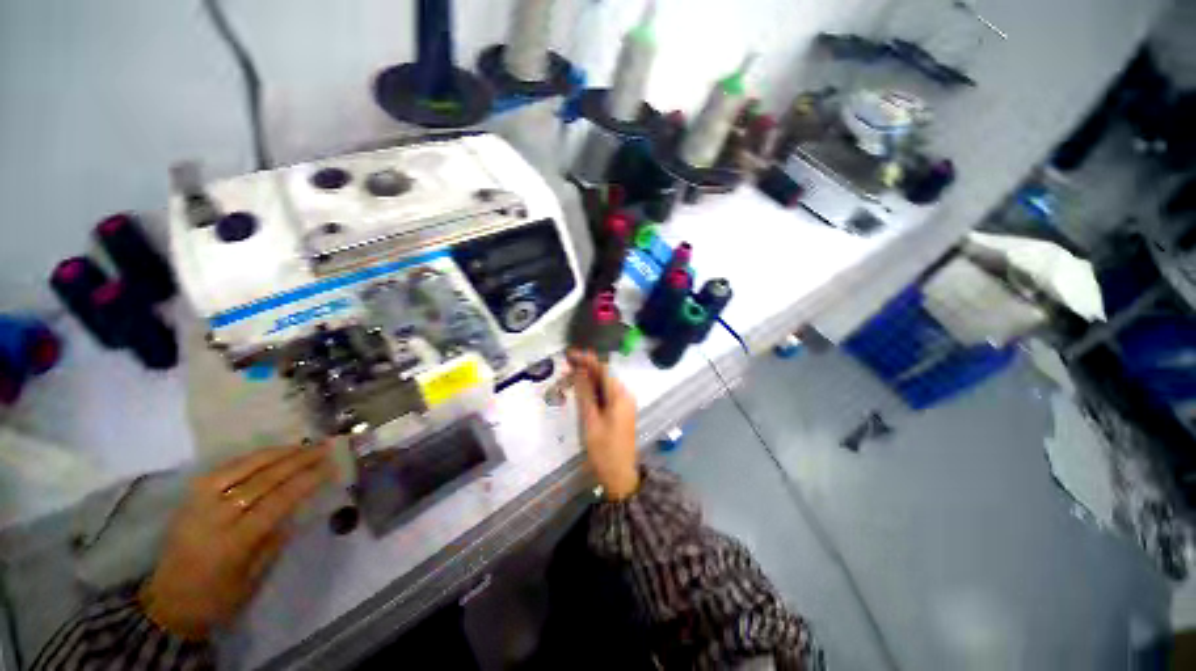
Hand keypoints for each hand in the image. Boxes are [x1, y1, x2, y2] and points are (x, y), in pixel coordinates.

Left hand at [140, 444, 333, 638]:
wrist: (167, 604)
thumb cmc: (217, 599)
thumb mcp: (252, 579)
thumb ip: (274, 541)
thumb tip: (297, 509)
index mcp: (233, 542)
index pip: (277, 501)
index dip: (306, 480)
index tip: (330, 466)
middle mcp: (214, 517)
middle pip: (262, 479)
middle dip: (297, 460)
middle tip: (323, 447)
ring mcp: (198, 504)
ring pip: (241, 468)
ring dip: (275, 453)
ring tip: (301, 445)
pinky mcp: (189, 498)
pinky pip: (223, 470)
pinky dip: (249, 459)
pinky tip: (268, 454)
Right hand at [567, 349, 639, 500]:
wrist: (620, 475)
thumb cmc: (604, 449)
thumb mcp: (591, 421)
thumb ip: (585, 394)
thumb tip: (579, 371)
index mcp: (620, 395)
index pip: (603, 369)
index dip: (587, 359)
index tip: (570, 353)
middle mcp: (625, 395)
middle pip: (605, 374)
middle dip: (586, 367)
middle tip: (566, 364)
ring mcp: (623, 403)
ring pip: (604, 384)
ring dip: (588, 378)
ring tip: (569, 374)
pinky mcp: (620, 411)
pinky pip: (606, 394)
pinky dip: (593, 389)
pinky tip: (580, 389)